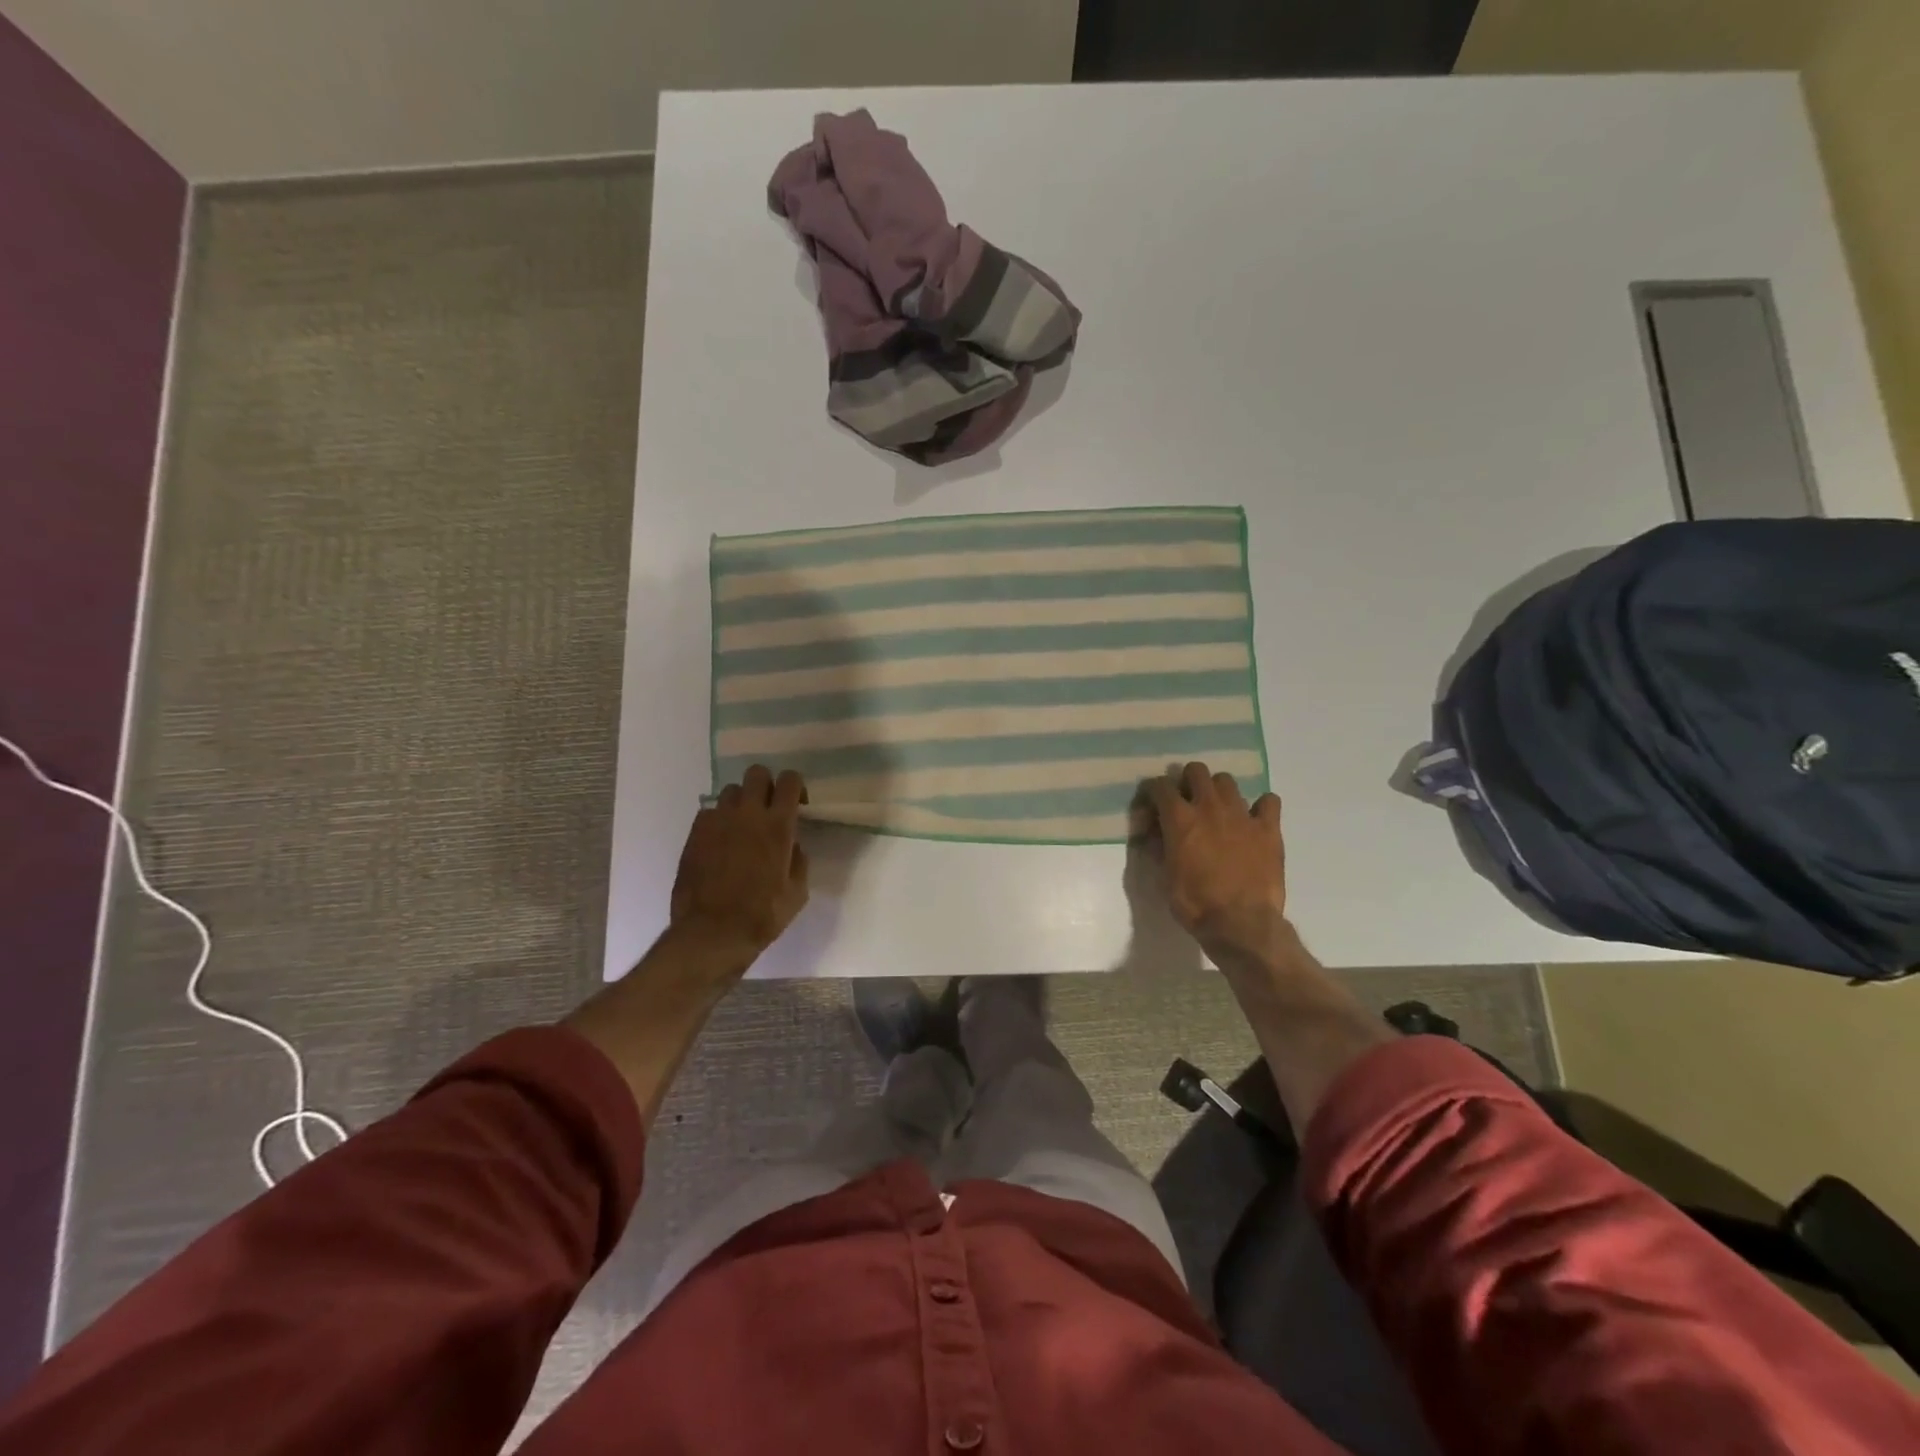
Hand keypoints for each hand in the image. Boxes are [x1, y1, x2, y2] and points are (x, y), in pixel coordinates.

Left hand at [670, 765, 809, 962]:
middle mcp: (747, 814)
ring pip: (731, 791)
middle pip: (756, 773)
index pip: (789, 780)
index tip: (796, 805)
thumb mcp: (797, 893)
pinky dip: (718, 821)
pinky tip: (720, 843)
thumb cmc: (762, 916)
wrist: (711, 933)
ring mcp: (717, 821)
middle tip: (767, 809)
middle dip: (765, 785)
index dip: (794, 787)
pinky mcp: (695, 833)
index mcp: (777, 826)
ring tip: (741, 826)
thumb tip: (793, 845)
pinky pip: (709, 812)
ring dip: (740, 803)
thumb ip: (799, 861)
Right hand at [1145, 762, 1287, 966]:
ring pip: (1227, 781)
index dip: (1154, 793)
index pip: (1160, 786)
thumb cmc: (1196, 904)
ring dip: (1218, 791)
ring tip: (1218, 811)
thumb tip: (1156, 835)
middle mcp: (1209, 807)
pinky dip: (1260, 807)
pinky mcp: (1268, 828)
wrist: (1241, 924)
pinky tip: (1254, 820)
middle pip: (1197, 771)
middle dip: (1188, 781)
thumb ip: (1161, 848)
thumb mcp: (1165, 877)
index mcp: (1180, 818)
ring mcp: (1242, 815)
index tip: (1153, 807)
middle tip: (1187, 802)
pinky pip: (1269, 801)